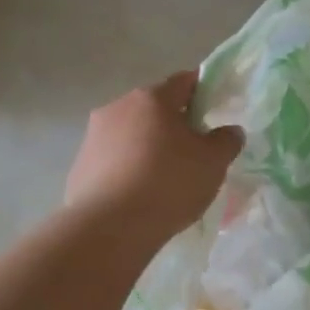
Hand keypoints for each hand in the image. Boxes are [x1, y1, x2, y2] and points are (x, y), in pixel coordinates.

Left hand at [65, 72, 243, 249]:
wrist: (110, 227)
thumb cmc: (168, 184)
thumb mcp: (213, 163)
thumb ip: (226, 141)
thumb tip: (229, 131)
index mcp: (152, 98)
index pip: (184, 81)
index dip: (202, 92)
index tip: (214, 111)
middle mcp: (118, 107)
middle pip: (154, 109)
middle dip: (174, 124)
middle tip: (193, 152)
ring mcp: (93, 136)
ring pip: (131, 134)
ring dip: (148, 148)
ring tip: (164, 179)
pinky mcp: (79, 166)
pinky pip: (113, 161)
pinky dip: (128, 170)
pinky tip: (139, 196)